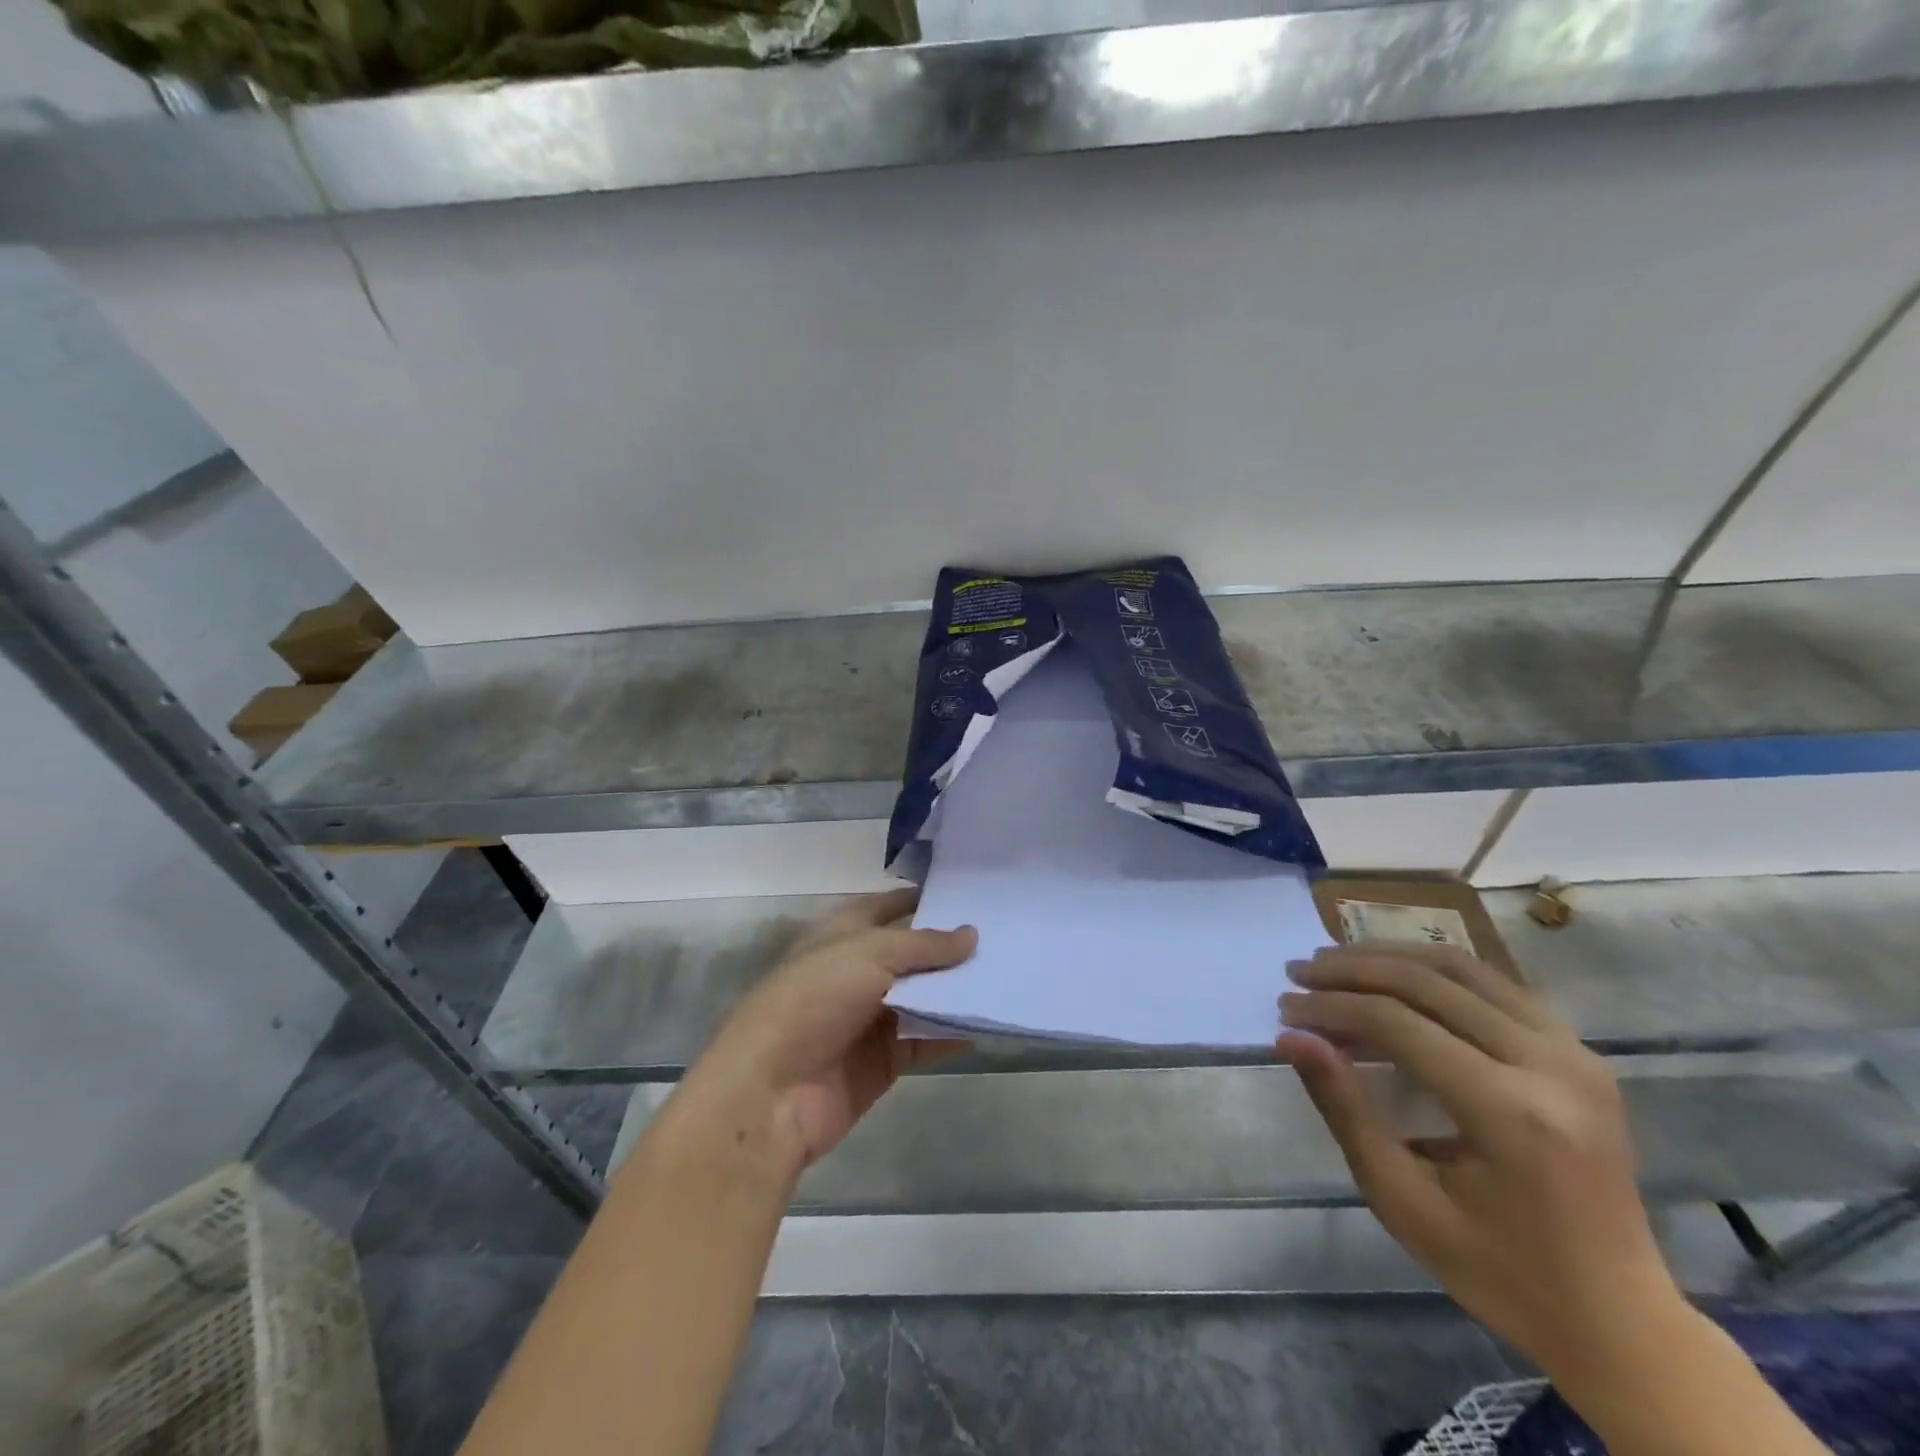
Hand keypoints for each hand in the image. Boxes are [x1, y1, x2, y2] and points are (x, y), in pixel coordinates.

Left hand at [680, 889, 975, 1181]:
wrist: (773, 1093)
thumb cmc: (813, 1001)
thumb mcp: (868, 954)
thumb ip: (923, 945)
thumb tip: (971, 934)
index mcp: (842, 936)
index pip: (886, 907)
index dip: (920, 898)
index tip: (967, 892)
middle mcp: (857, 972)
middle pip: (911, 954)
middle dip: (950, 947)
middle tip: (1003, 934)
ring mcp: (871, 1017)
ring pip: (923, 996)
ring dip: (957, 989)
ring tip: (1008, 972)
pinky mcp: (884, 1059)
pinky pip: (926, 1039)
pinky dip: (953, 1031)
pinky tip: (989, 1020)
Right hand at [1277, 944, 1683, 1378]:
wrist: (1620, 1319)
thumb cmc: (1499, 1270)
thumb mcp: (1404, 1201)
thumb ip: (1345, 1110)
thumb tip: (1292, 1037)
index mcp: (1512, 1113)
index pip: (1399, 1023)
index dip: (1332, 1007)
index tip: (1285, 1008)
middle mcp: (1551, 1065)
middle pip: (1429, 983)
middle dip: (1352, 970)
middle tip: (1299, 971)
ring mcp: (1575, 1052)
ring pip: (1463, 968)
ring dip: (1390, 957)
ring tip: (1336, 962)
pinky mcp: (1581, 1051)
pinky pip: (1495, 985)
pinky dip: (1435, 970)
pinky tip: (1396, 977)